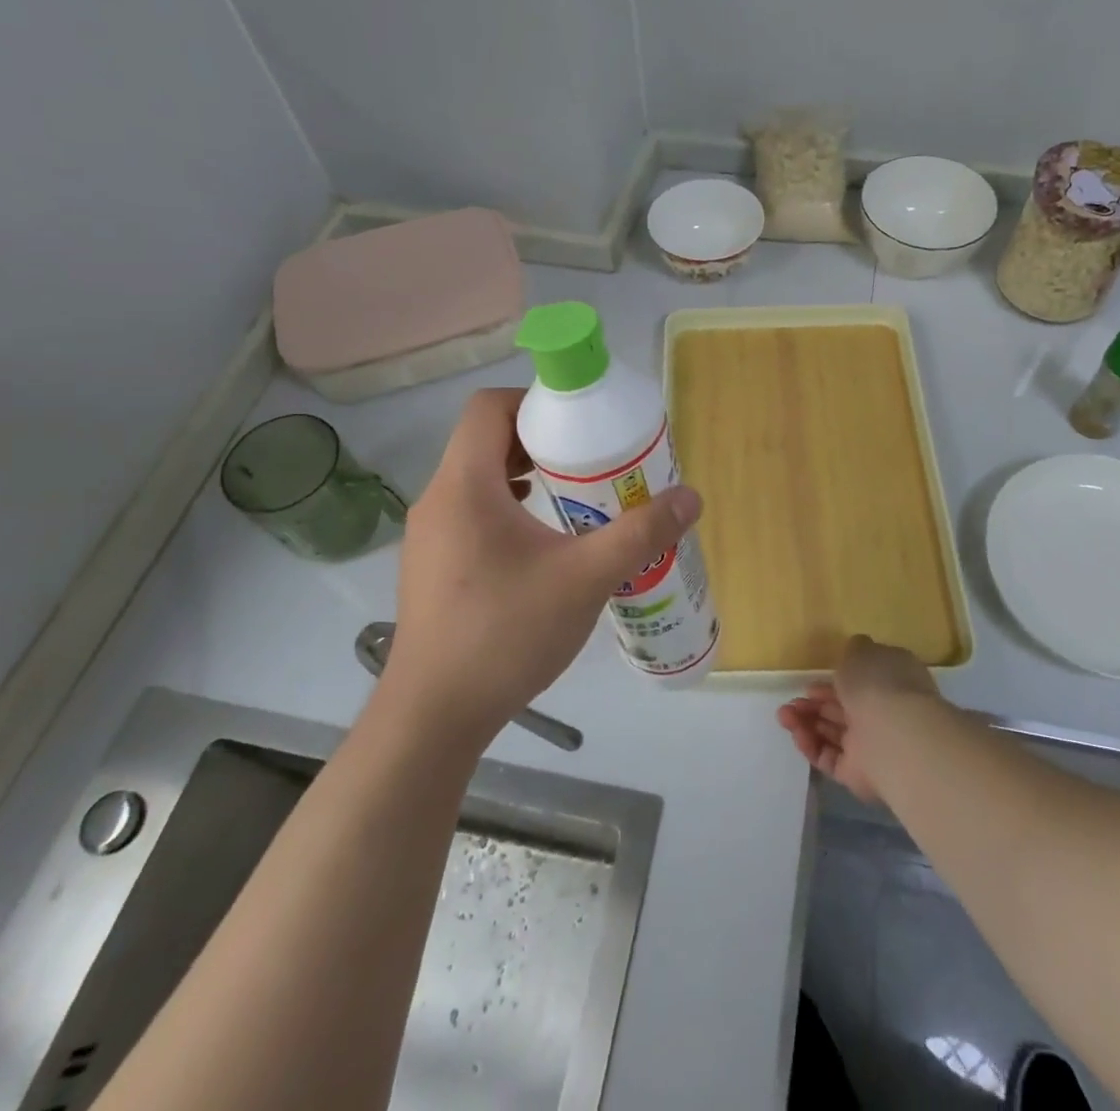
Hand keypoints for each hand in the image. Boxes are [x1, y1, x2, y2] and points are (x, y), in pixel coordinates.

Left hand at [379, 388, 700, 748]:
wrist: (433, 717)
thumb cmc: (504, 633)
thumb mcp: (584, 579)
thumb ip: (640, 534)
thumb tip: (691, 498)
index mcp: (465, 485)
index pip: (487, 407)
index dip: (534, 402)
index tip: (580, 423)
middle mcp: (438, 500)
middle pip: (484, 440)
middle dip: (540, 441)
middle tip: (590, 461)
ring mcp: (428, 536)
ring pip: (477, 479)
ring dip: (524, 475)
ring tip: (573, 498)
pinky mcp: (431, 567)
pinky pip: (471, 513)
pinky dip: (507, 509)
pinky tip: (543, 545)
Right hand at [776, 634, 940, 803]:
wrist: (894, 735)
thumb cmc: (877, 684)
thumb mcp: (861, 652)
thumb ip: (854, 650)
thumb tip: (856, 650)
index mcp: (890, 683)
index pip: (861, 683)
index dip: (833, 682)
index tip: (810, 683)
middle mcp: (884, 714)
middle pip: (843, 710)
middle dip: (814, 705)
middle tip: (792, 703)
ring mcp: (872, 746)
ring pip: (833, 733)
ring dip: (806, 723)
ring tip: (783, 716)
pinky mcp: (859, 774)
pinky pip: (830, 758)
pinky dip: (811, 746)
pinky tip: (796, 734)